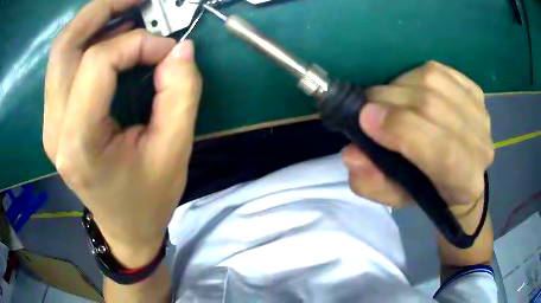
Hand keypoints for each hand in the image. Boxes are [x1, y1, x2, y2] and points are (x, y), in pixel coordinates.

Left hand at [43, 0, 201, 266]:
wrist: (124, 227)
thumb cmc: (148, 199)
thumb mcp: (174, 151)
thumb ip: (181, 93)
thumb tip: (180, 47)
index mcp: (80, 143)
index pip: (97, 63)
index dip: (137, 44)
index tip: (168, 50)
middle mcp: (55, 128)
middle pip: (65, 45)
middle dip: (102, 9)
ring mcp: (51, 121)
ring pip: (61, 50)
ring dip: (94, 20)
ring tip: (128, 9)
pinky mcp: (56, 117)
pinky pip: (65, 63)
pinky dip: (89, 38)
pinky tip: (114, 35)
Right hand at [343, 61, 493, 209]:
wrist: (460, 172)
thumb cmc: (429, 190)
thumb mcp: (395, 198)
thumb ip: (372, 183)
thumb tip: (353, 153)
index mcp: (464, 181)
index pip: (441, 150)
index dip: (401, 128)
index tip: (365, 118)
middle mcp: (480, 146)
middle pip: (433, 106)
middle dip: (391, 100)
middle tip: (368, 107)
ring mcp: (480, 113)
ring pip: (433, 80)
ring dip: (400, 85)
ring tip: (389, 99)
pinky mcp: (474, 90)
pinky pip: (439, 70)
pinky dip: (415, 75)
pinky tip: (410, 89)